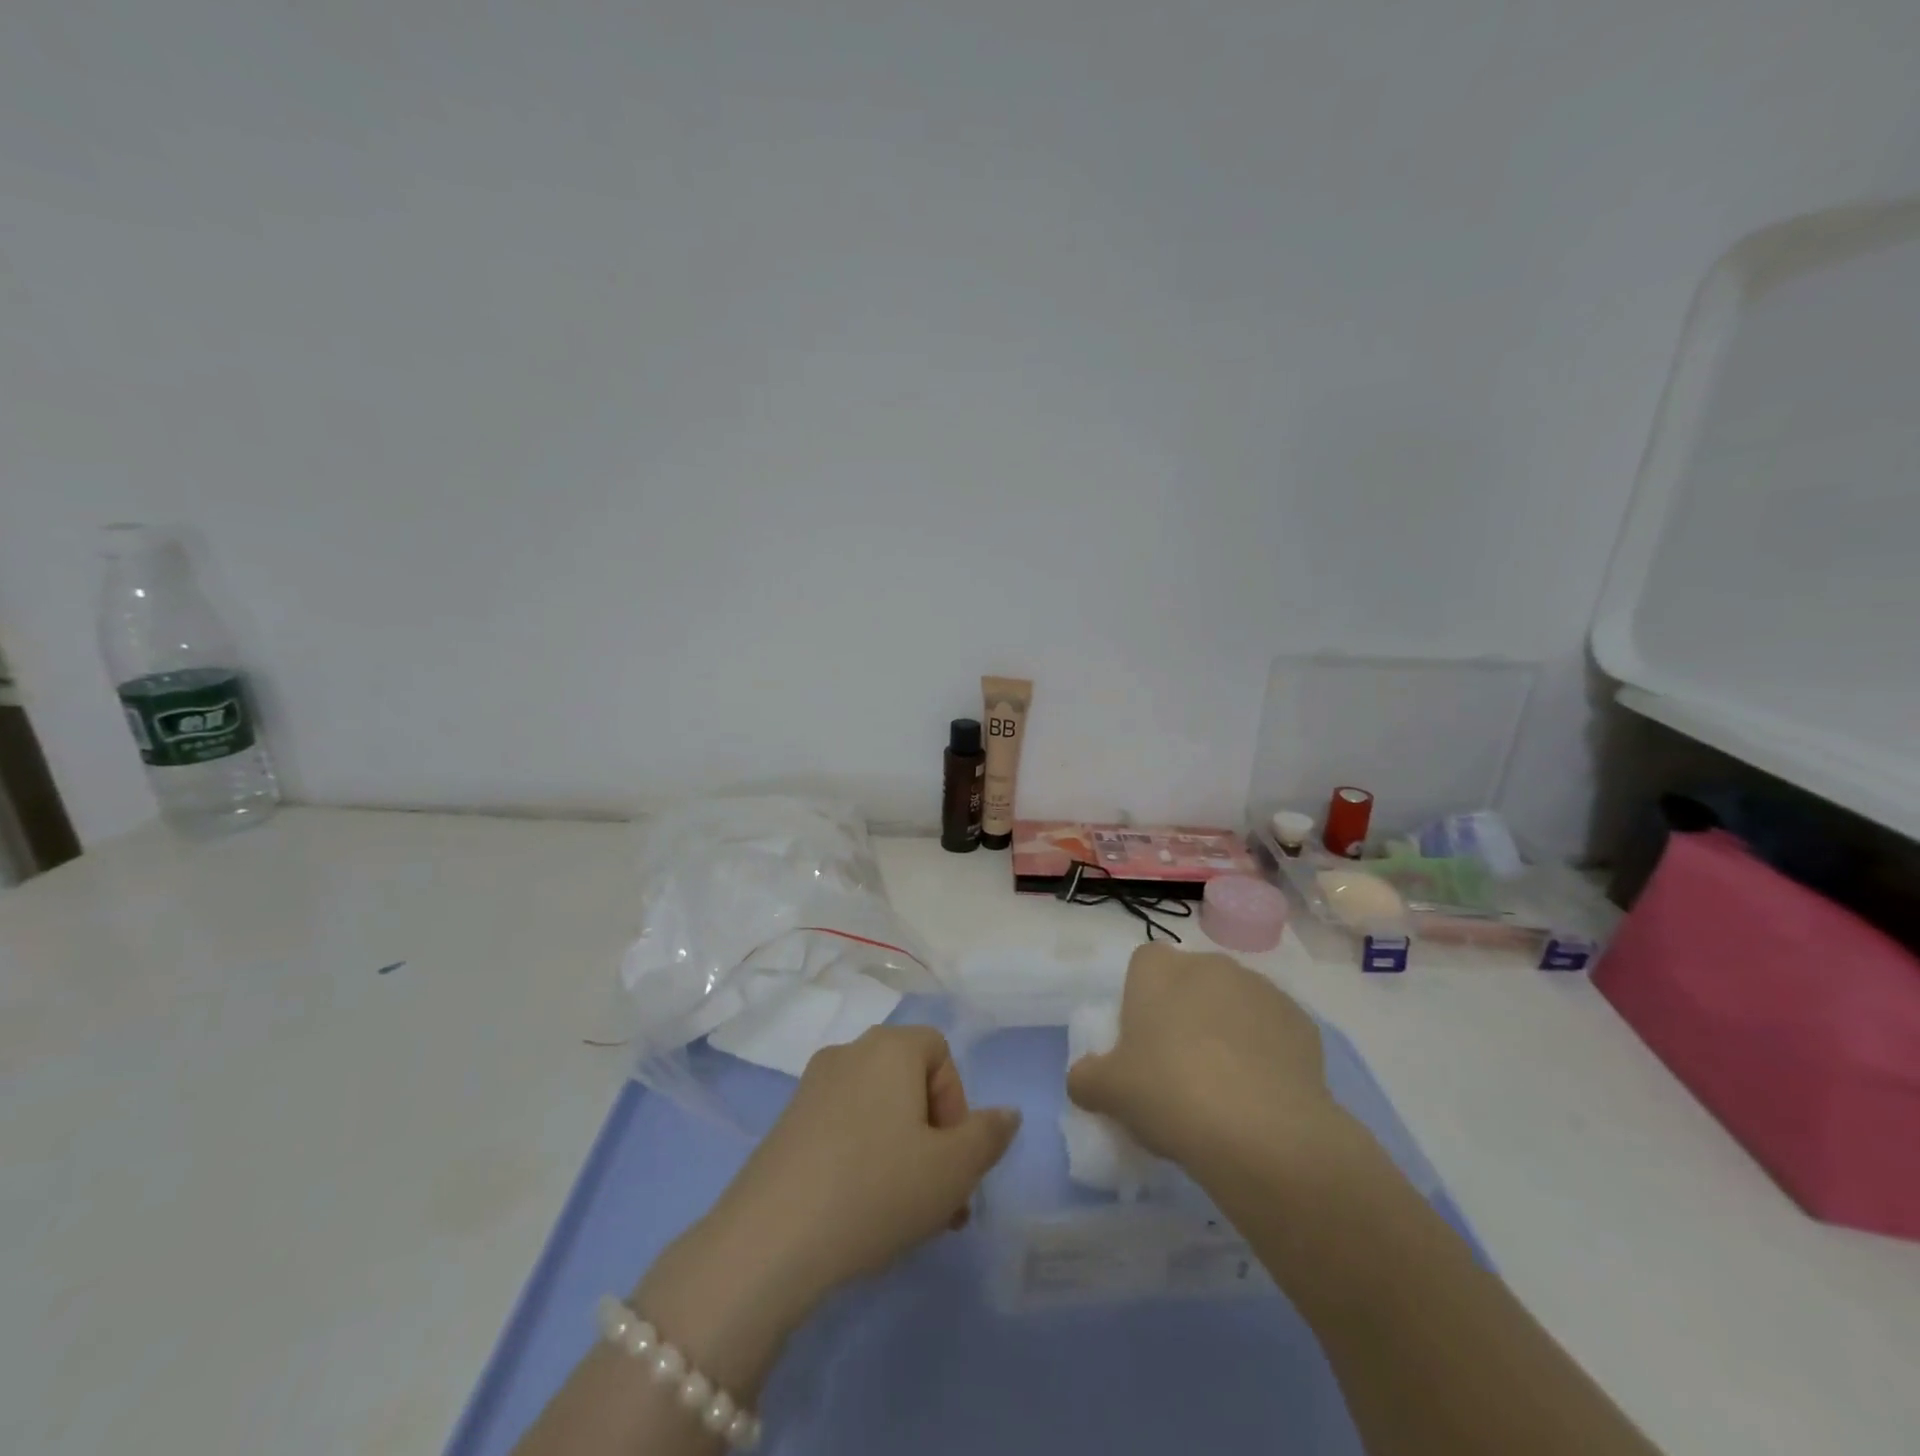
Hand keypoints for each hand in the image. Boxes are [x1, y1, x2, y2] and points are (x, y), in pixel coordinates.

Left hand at [634, 1025, 1018, 1392]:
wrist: (770, 1239)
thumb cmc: (877, 1189)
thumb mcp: (952, 1170)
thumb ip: (988, 1136)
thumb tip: (1008, 1113)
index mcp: (890, 1047)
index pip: (940, 1052)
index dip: (956, 1102)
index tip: (952, 1156)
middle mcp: (850, 1052)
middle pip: (908, 1082)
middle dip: (933, 1136)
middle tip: (940, 1199)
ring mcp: (812, 1086)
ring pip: (877, 1110)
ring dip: (902, 1152)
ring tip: (907, 1216)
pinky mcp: (786, 1123)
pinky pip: (843, 1127)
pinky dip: (862, 1157)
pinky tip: (861, 1211)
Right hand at [1067, 944, 1339, 1170]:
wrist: (1262, 1132)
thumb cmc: (1169, 1094)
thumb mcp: (1108, 1093)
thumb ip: (1086, 1078)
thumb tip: (1084, 1079)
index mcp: (1159, 970)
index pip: (1143, 965)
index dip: (1140, 999)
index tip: (1141, 1041)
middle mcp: (1210, 965)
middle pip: (1191, 981)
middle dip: (1186, 1013)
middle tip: (1179, 1068)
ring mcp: (1261, 989)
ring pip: (1234, 1004)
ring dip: (1227, 1031)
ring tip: (1226, 1088)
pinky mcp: (1301, 1022)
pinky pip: (1272, 1031)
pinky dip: (1266, 1054)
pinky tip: (1262, 1097)